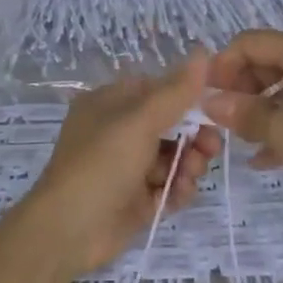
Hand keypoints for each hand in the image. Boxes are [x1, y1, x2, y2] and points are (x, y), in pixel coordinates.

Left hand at [22, 53, 220, 275]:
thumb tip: (203, 51)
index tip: (214, 108)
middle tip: (209, 149)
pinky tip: (179, 194)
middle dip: (193, 136)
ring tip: (190, 175)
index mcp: (111, 103)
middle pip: (170, 125)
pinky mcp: (135, 199)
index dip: (187, 98)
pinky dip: (177, 189)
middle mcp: (118, 131)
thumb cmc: (101, 164)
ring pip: (172, 157)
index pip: (158, 90)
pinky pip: (167, 186)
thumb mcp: (139, 120)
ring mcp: (126, 167)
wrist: (68, 231)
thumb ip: (175, 90)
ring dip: (188, 164)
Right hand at [204, 32, 282, 211]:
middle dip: (240, 89)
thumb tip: (209, 102)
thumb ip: (243, 113)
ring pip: (282, 87)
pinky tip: (262, 157)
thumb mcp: (282, 130)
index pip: (250, 42)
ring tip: (239, 139)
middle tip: (221, 119)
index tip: (206, 95)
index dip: (223, 65)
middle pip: (265, 61)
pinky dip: (280, 124)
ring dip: (258, 110)